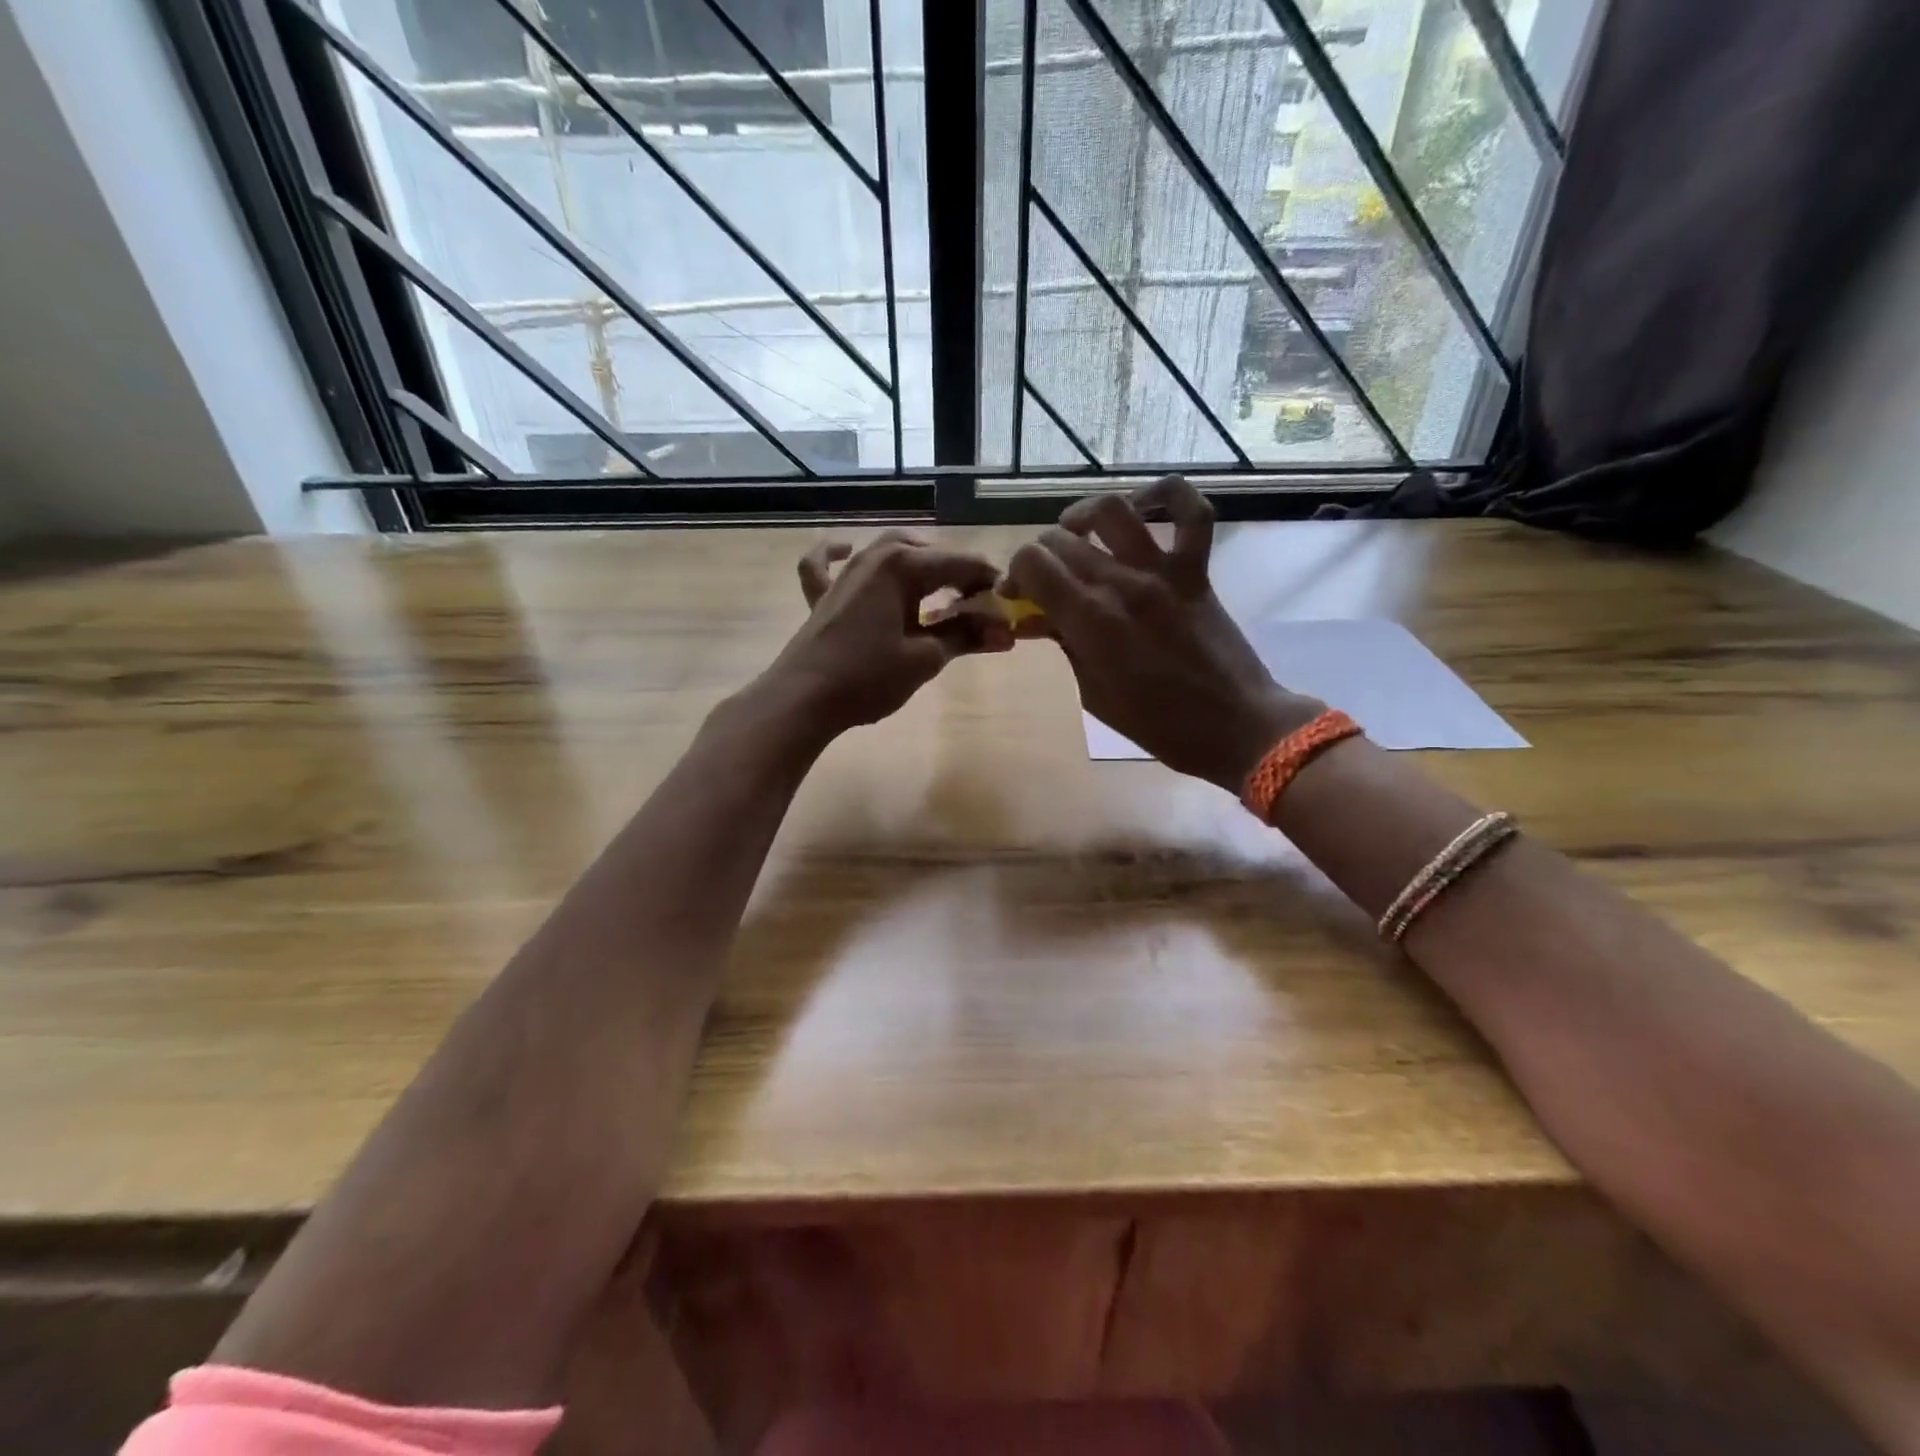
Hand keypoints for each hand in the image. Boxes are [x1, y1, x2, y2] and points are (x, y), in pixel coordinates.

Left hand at [765, 530, 1009, 739]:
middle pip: (928, 554)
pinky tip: (846, 549)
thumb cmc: (868, 677)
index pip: (960, 564)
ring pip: (889, 552)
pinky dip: (836, 553)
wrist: (803, 699)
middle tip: (978, 606)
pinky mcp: (823, 594)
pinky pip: (827, 563)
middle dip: (958, 575)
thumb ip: (965, 637)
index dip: (988, 584)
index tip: (1007, 608)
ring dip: (918, 564)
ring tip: (940, 590)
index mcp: (902, 565)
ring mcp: (845, 573)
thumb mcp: (924, 658)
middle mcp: (874, 556)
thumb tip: (1004, 632)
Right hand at [1005, 477, 1319, 790]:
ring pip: (1113, 510)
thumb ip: (1064, 646)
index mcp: (1090, 621)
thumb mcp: (1093, 694)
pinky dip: (1166, 497)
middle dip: (1040, 555)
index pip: (1032, 563)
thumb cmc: (1157, 724)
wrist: (1234, 725)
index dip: (1014, 573)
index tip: (1017, 595)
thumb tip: (1037, 617)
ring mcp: (1163, 571)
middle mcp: (1122, 584)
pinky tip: (1141, 507)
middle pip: (1061, 539)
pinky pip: (1190, 512)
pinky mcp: (1196, 569)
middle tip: (1043, 579)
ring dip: (1083, 516)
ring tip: (1077, 534)